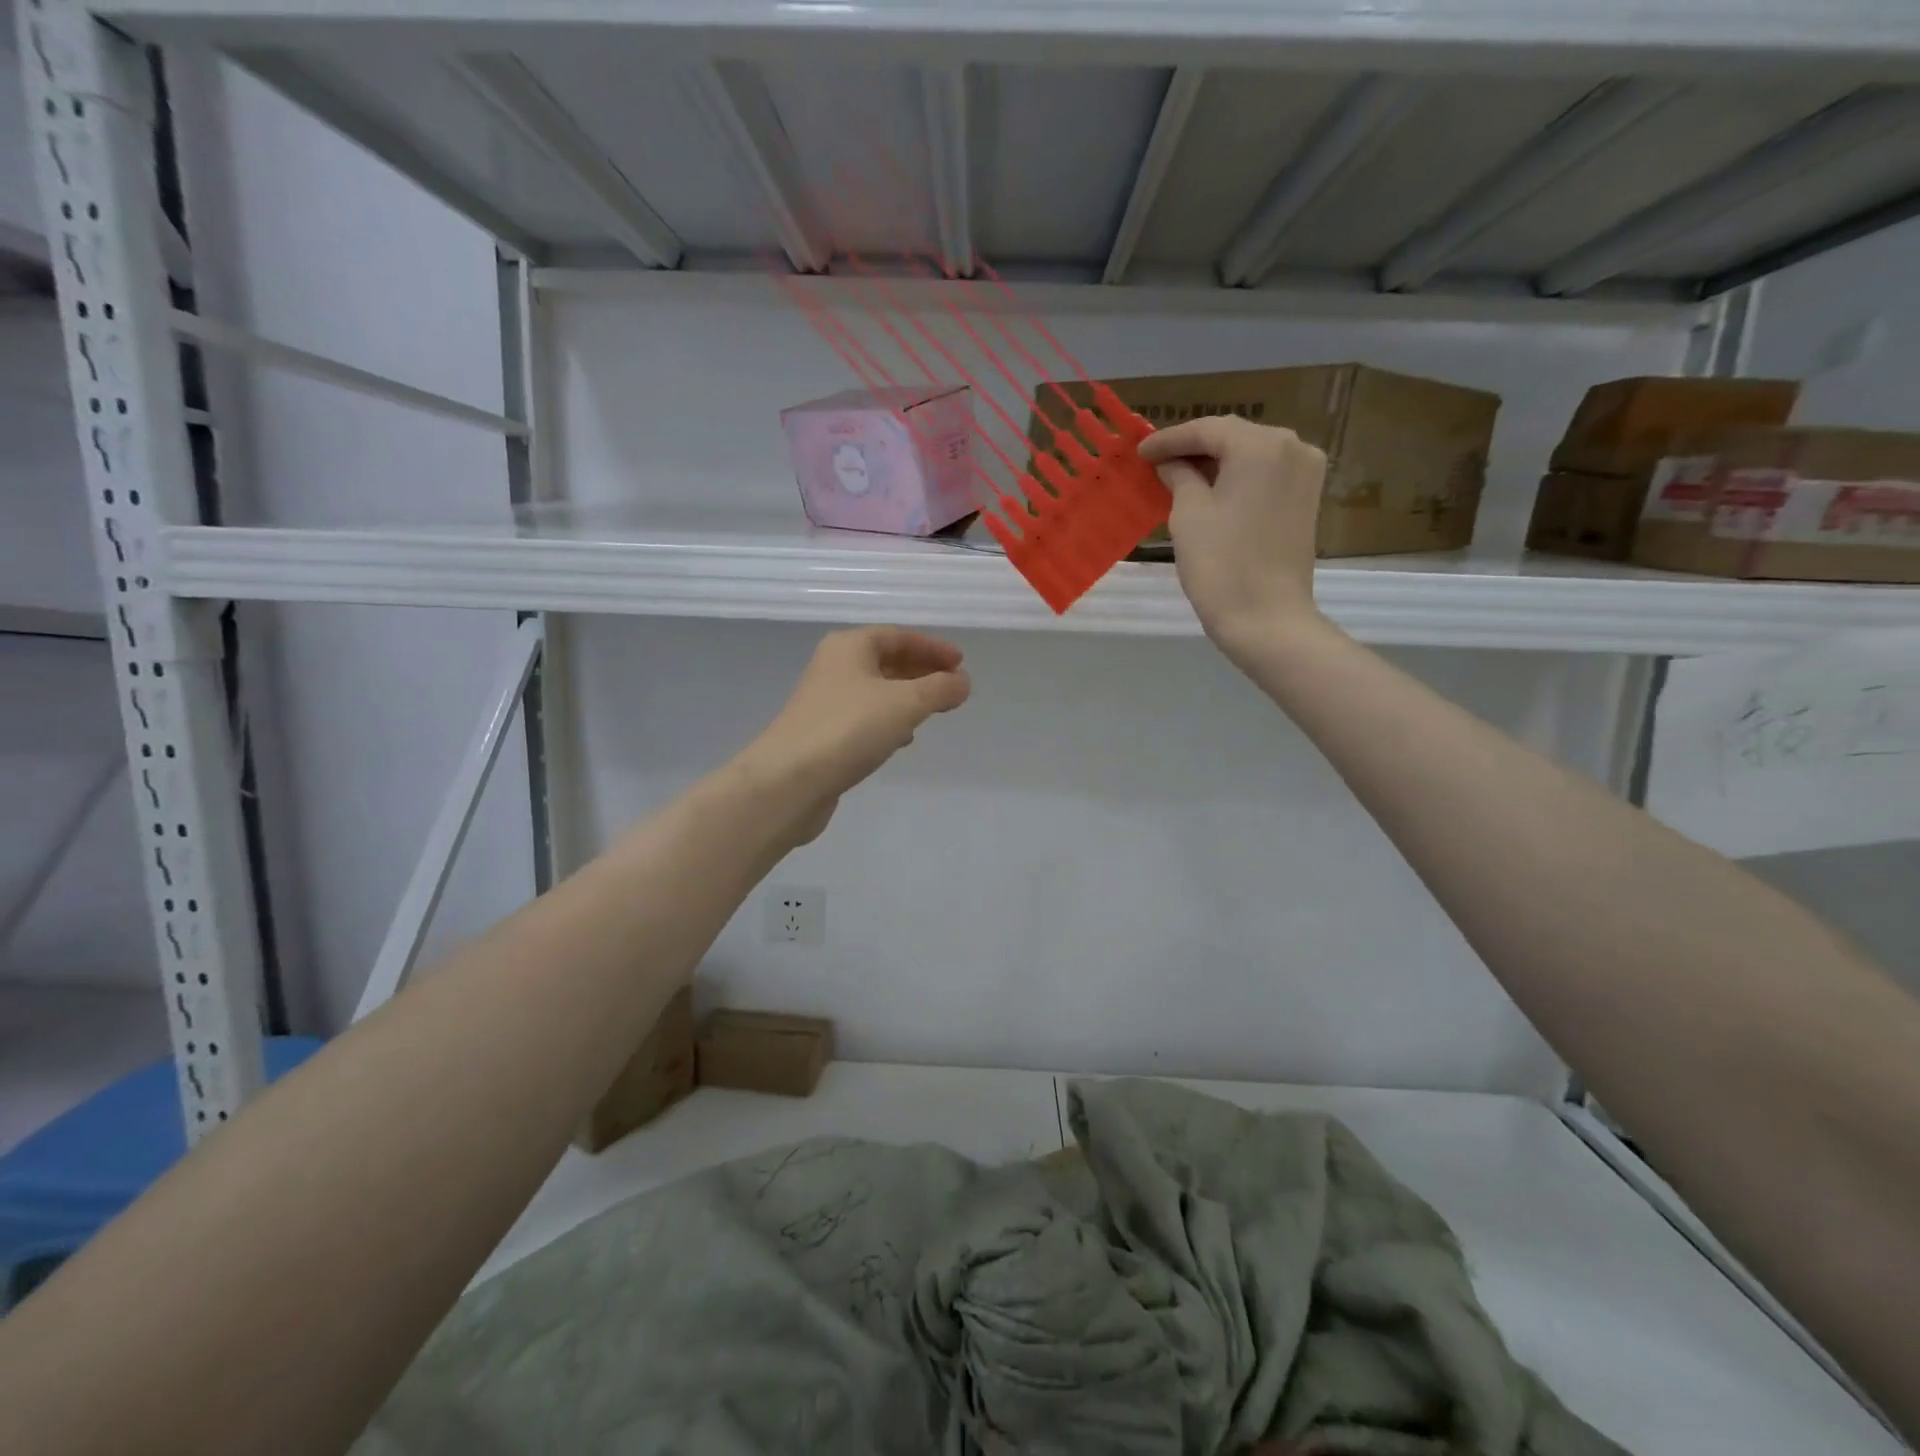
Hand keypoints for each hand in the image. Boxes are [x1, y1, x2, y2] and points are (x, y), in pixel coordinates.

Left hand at [739, 627, 970, 844]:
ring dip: (906, 697)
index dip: (932, 647)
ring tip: (934, 712)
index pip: (898, 636)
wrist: (788, 781)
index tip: (960, 663)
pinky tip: (902, 740)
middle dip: (921, 672)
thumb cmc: (849, 729)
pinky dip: (888, 721)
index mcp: (849, 647)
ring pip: (876, 691)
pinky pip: (864, 718)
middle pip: (886, 661)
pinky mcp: (823, 734)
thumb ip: (939, 689)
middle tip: (952, 687)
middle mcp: (834, 667)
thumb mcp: (905, 704)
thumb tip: (962, 682)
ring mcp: (825, 702)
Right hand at [1137, 417, 1327, 659]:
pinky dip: (1236, 478)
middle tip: (1156, 461)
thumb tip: (1171, 464)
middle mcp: (1293, 448)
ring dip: (1215, 463)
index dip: (1169, 439)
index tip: (1139, 452)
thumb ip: (1179, 477)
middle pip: (1233, 437)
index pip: (1207, 430)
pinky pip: (1264, 475)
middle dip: (1193, 448)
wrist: (1266, 619)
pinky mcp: (1306, 500)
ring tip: (1178, 475)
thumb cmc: (1221, 565)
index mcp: (1262, 445)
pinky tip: (1210, 490)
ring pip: (1250, 455)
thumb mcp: (1189, 514)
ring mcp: (1305, 474)